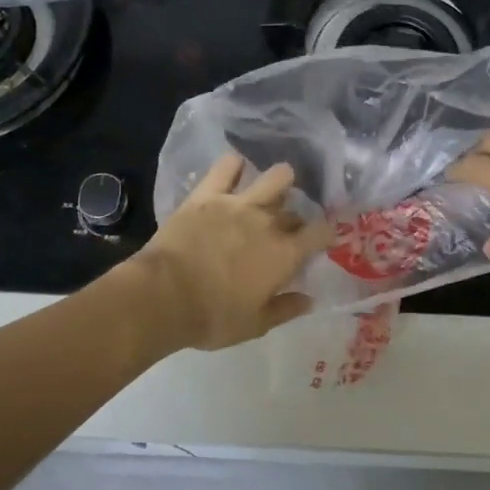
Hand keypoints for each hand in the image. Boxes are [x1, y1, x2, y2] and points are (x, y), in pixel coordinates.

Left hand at [135, 153, 333, 350]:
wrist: (163, 296)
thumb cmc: (213, 318)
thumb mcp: (255, 325)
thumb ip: (286, 309)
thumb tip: (309, 300)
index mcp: (284, 255)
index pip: (320, 233)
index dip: (326, 234)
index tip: (323, 239)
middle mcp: (268, 223)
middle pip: (294, 212)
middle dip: (295, 220)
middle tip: (285, 231)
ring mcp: (238, 203)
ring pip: (275, 177)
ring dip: (280, 181)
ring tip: (274, 188)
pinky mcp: (208, 195)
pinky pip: (226, 167)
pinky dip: (234, 165)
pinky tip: (236, 167)